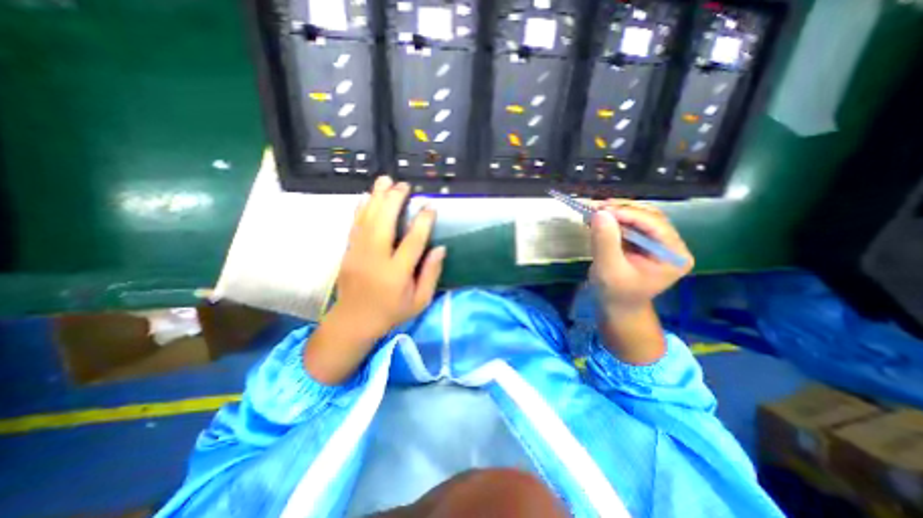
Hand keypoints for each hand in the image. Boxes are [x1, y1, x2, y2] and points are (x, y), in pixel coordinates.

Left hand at [332, 177, 445, 340]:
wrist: (354, 321)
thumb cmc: (391, 312)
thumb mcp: (419, 301)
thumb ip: (430, 274)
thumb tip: (440, 248)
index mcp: (396, 273)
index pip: (413, 241)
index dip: (423, 221)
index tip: (430, 207)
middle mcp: (376, 259)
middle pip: (385, 223)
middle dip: (395, 200)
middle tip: (404, 186)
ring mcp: (358, 253)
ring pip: (367, 219)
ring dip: (377, 198)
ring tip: (385, 180)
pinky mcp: (348, 252)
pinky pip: (354, 225)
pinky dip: (360, 209)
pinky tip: (366, 196)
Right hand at [592, 201, 691, 315]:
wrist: (616, 308)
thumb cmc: (616, 294)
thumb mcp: (609, 270)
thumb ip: (605, 242)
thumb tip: (599, 213)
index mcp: (673, 255)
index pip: (655, 224)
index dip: (629, 214)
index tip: (601, 209)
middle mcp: (670, 245)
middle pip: (649, 217)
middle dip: (622, 210)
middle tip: (597, 207)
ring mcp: (657, 243)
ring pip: (638, 218)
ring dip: (616, 212)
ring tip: (595, 210)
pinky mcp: (642, 243)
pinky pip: (629, 225)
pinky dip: (613, 220)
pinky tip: (599, 218)